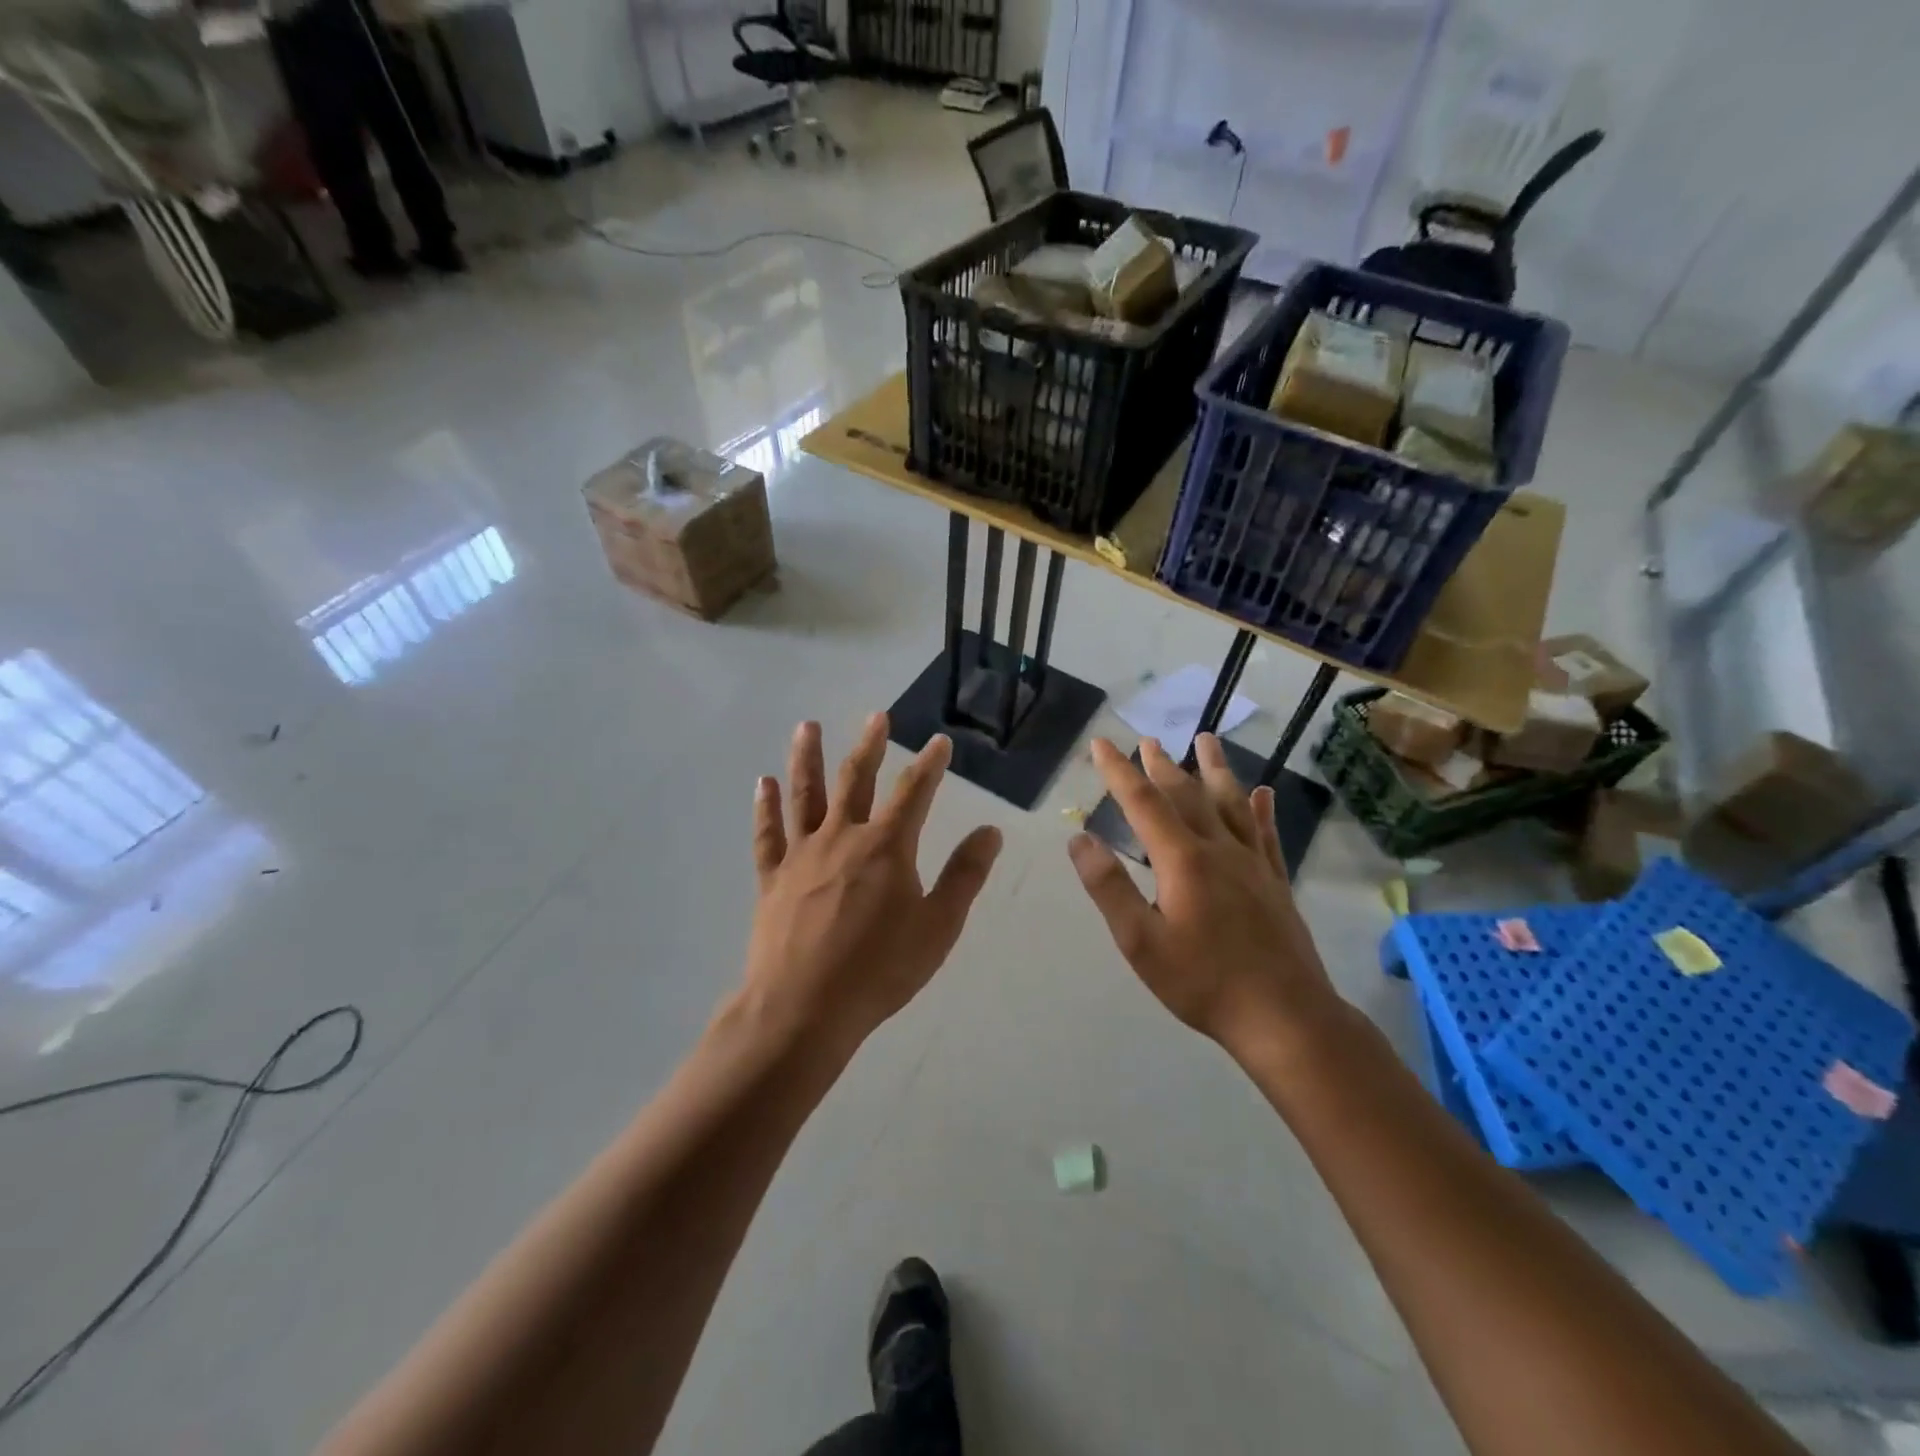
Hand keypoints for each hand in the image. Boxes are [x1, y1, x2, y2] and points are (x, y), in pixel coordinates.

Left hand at [742, 713, 1002, 1054]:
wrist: (803, 1008)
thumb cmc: (879, 970)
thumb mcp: (938, 927)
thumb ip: (964, 876)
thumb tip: (990, 831)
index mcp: (887, 846)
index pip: (914, 792)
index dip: (930, 764)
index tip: (939, 741)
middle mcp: (842, 836)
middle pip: (855, 779)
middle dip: (870, 745)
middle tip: (876, 716)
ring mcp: (802, 854)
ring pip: (805, 794)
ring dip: (806, 757)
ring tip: (806, 726)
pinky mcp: (772, 877)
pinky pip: (767, 834)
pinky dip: (765, 807)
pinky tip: (763, 783)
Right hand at [1067, 736, 1341, 1060]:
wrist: (1284, 1016)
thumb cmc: (1203, 982)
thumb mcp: (1140, 942)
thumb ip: (1109, 888)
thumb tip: (1080, 839)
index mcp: (1182, 860)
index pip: (1143, 804)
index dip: (1119, 772)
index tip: (1101, 744)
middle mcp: (1218, 849)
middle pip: (1187, 795)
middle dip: (1162, 766)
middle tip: (1147, 741)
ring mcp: (1253, 863)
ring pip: (1231, 803)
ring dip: (1215, 769)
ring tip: (1206, 740)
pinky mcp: (1275, 881)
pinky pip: (1267, 834)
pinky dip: (1262, 810)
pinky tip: (1264, 794)